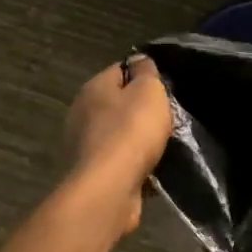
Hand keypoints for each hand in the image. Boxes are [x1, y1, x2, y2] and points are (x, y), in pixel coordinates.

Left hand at [62, 57, 174, 235]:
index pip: (120, 70)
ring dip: (139, 140)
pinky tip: (153, 170)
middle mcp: (82, 113)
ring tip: (165, 146)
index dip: (144, 76)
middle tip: (168, 118)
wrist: (109, 190)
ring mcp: (84, 145)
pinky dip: (134, 165)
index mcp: (93, 88)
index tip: (165, 88)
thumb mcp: (148, 92)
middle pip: (119, 104)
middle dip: (142, 111)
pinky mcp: (91, 173)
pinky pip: (119, 162)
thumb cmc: (130, 132)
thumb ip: (146, 73)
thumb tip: (139, 62)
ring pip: (119, 135)